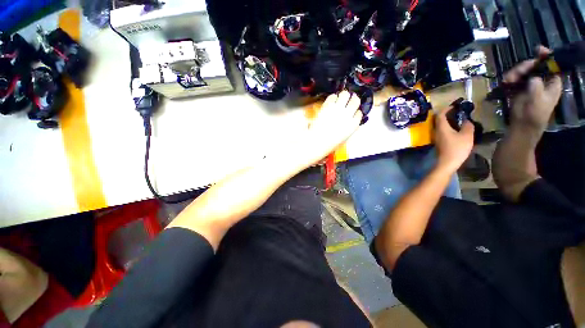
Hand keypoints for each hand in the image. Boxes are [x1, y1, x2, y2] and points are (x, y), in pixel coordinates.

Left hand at [300, 91, 362, 164]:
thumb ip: (350, 126)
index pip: (359, 112)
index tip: (352, 112)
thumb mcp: (345, 137)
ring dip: (343, 96)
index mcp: (353, 124)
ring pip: (345, 94)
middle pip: (355, 100)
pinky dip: (333, 97)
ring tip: (340, 99)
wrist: (318, 142)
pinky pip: (333, 96)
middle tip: (348, 101)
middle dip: (352, 99)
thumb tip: (351, 117)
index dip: (355, 111)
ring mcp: (337, 109)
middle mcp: (347, 114)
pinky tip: (331, 101)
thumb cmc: (331, 143)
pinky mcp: (327, 106)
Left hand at [434, 107, 474, 172]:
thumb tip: (466, 120)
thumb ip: (467, 125)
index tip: (454, 105)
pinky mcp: (439, 142)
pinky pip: (443, 131)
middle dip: (448, 114)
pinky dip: (449, 127)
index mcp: (441, 127)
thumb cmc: (457, 148)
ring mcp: (437, 137)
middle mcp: (436, 131)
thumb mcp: (466, 135)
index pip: (440, 115)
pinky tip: (457, 129)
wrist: (447, 163)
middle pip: (439, 120)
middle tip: (458, 112)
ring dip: (449, 121)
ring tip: (460, 119)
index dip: (446, 109)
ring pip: (441, 126)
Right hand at [505, 46, 561, 132]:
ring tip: (507, 80)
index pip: (552, 65)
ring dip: (515, 73)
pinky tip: (505, 82)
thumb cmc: (534, 114)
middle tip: (516, 73)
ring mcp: (531, 84)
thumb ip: (537, 87)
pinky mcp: (520, 88)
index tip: (539, 50)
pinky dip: (510, 79)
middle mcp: (542, 80)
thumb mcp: (538, 101)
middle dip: (524, 67)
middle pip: (535, 66)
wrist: (522, 125)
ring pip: (523, 71)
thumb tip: (532, 77)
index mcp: (552, 83)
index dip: (547, 56)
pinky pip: (515, 78)